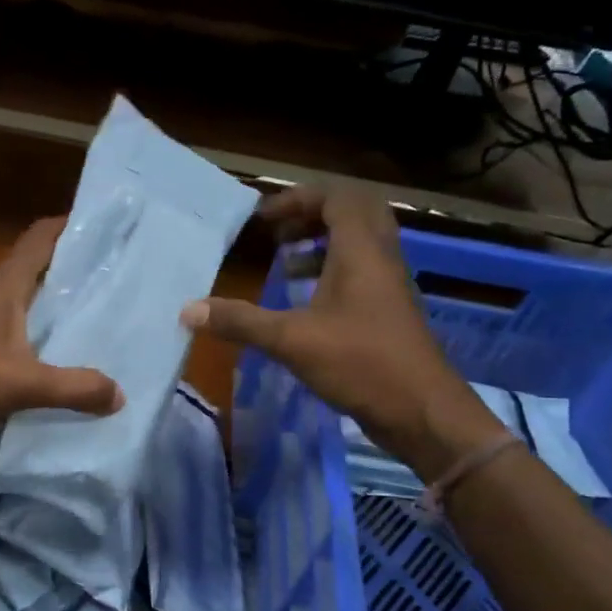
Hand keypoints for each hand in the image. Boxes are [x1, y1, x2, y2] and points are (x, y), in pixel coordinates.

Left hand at [0, 217, 123, 455]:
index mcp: (2, 287)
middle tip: (119, 282)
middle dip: (76, 275)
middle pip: (39, 273)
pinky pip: (17, 343)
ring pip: (28, 311)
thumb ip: (73, 388)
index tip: (108, 229)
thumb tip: (119, 394)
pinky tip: (63, 367)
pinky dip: (40, 349)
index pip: (40, 238)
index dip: (72, 226)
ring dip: (57, 315)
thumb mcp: (19, 383)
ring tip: (101, 326)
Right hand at [180, 184, 499, 475]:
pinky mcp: (390, 312)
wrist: (423, 411)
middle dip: (312, 217)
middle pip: (354, 214)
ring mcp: (390, 286)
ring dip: (323, 245)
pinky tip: (306, 304)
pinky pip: (362, 273)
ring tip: (286, 264)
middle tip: (280, 234)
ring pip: (360, 244)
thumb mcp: (292, 341)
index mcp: (361, 251)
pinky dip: (333, 274)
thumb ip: (241, 322)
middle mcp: (381, 258)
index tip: (263, 221)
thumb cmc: (361, 363)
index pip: (337, 198)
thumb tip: (188, 310)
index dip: (298, 200)